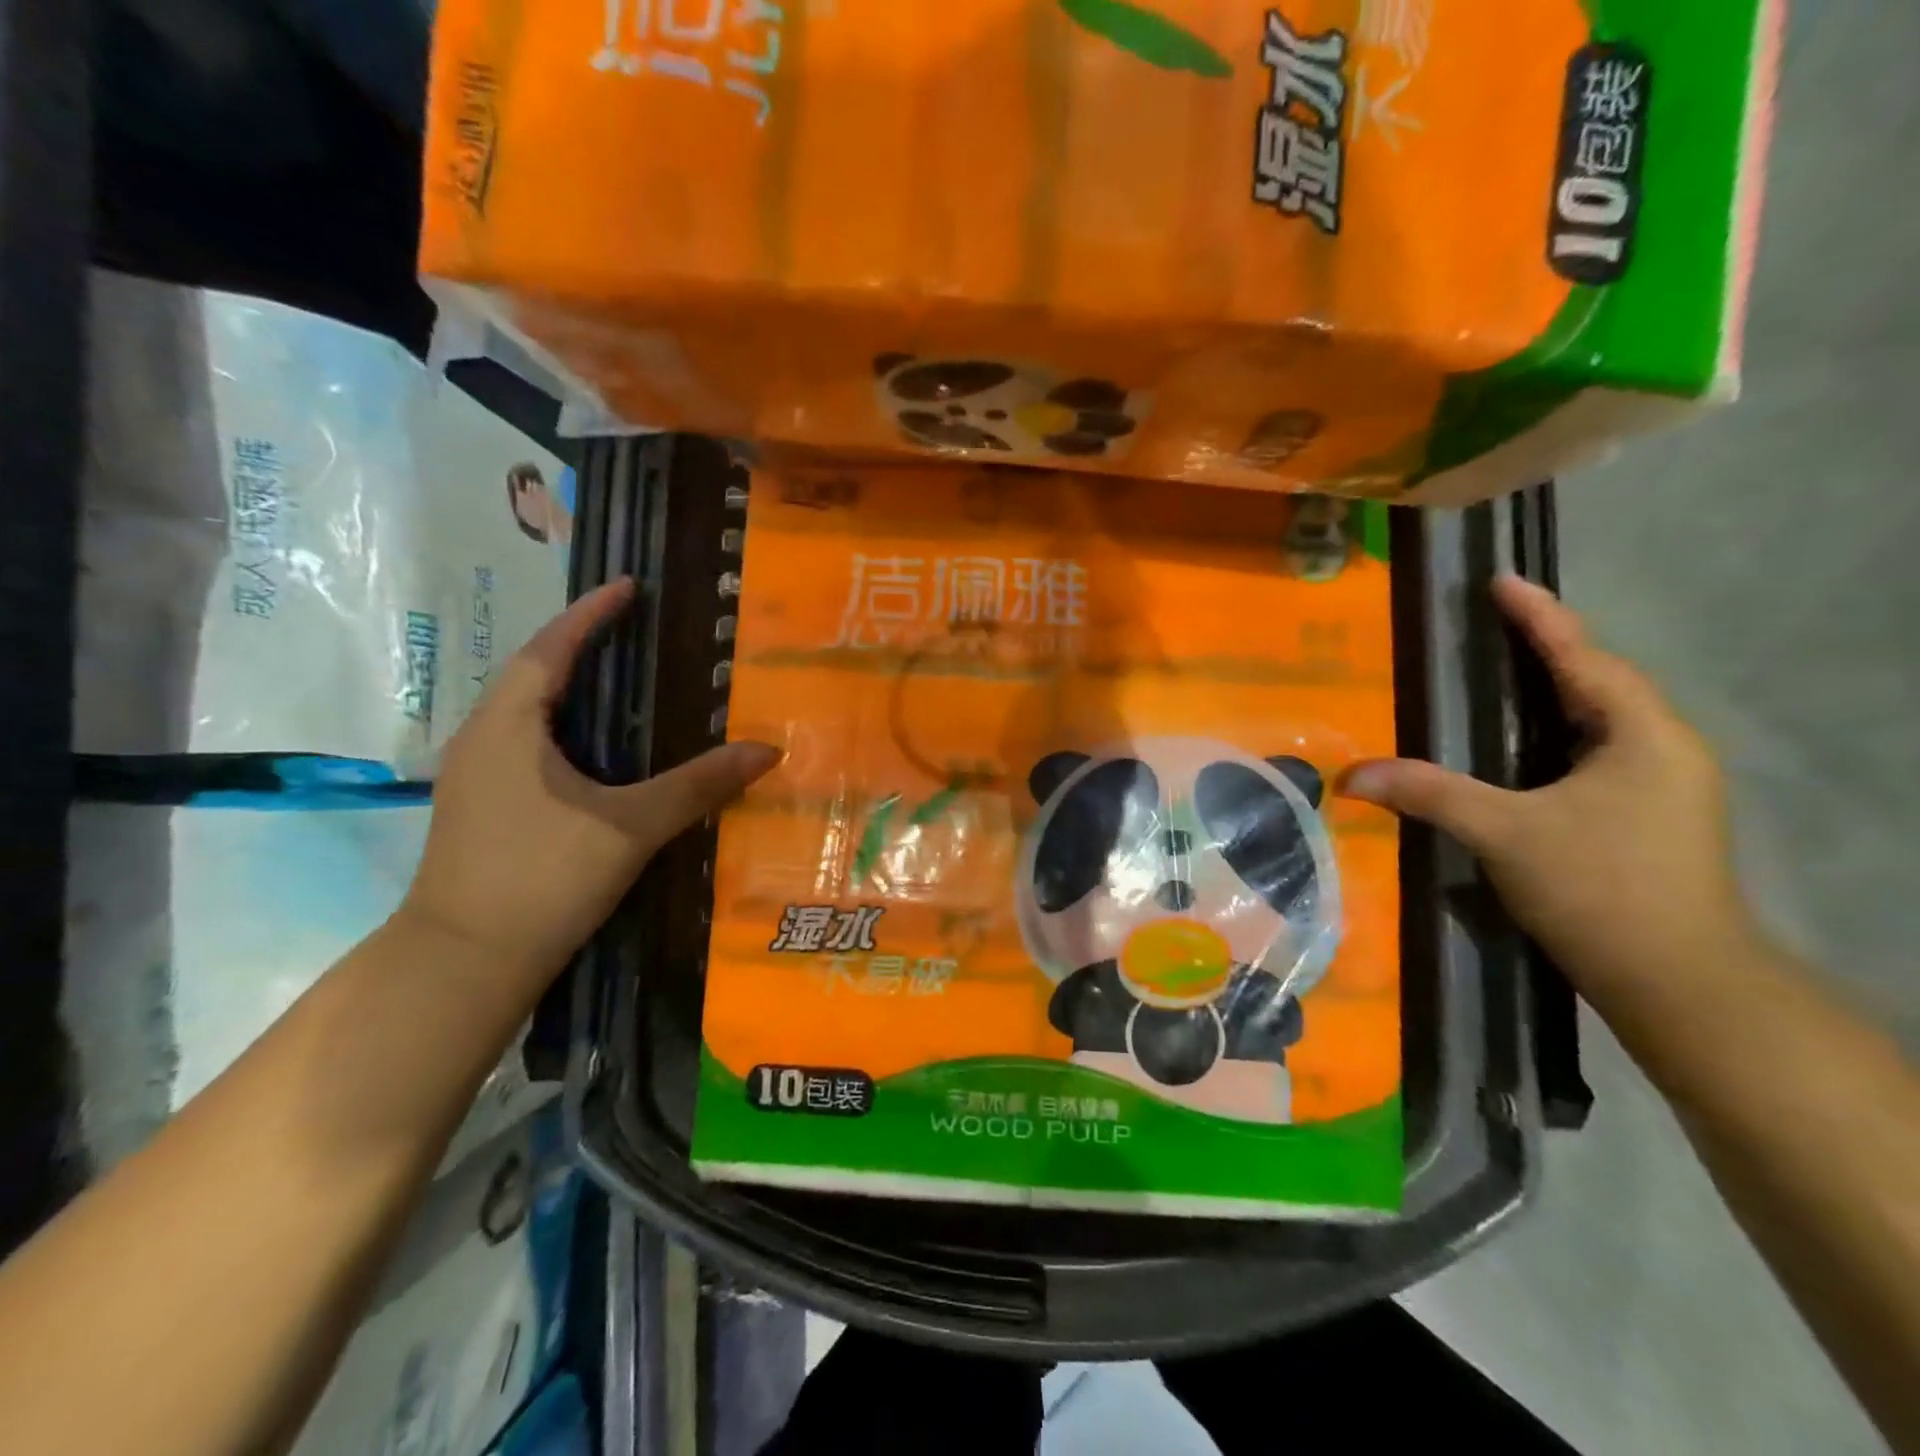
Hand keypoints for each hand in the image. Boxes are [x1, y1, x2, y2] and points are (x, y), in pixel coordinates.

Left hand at [400, 580, 779, 995]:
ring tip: (621, 679)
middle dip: (581, 645)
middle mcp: (482, 739)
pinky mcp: (482, 808)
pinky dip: (563, 728)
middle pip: (533, 673)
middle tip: (635, 630)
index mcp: (507, 726)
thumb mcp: (630, 827)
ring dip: (569, 688)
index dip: (590, 614)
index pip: (550, 649)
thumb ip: (697, 785)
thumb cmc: (542, 878)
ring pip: (526, 712)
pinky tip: (598, 752)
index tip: (628, 586)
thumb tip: (765, 751)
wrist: (464, 963)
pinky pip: (526, 744)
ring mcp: (475, 776)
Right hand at [1340, 576, 1756, 1002]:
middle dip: (1549, 649)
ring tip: (1504, 670)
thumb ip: (1429, 793)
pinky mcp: (1648, 817)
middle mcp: (1663, 750)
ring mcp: (1662, 787)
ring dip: (1556, 691)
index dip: (1541, 617)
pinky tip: (1524, 743)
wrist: (1677, 981)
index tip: (1502, 580)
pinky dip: (1557, 732)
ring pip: (1601, 720)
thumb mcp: (1504, 832)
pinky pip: (1596, 752)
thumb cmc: (1600, 888)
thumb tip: (1352, 775)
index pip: (1585, 658)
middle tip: (1494, 623)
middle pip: (1600, 681)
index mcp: (1643, 736)